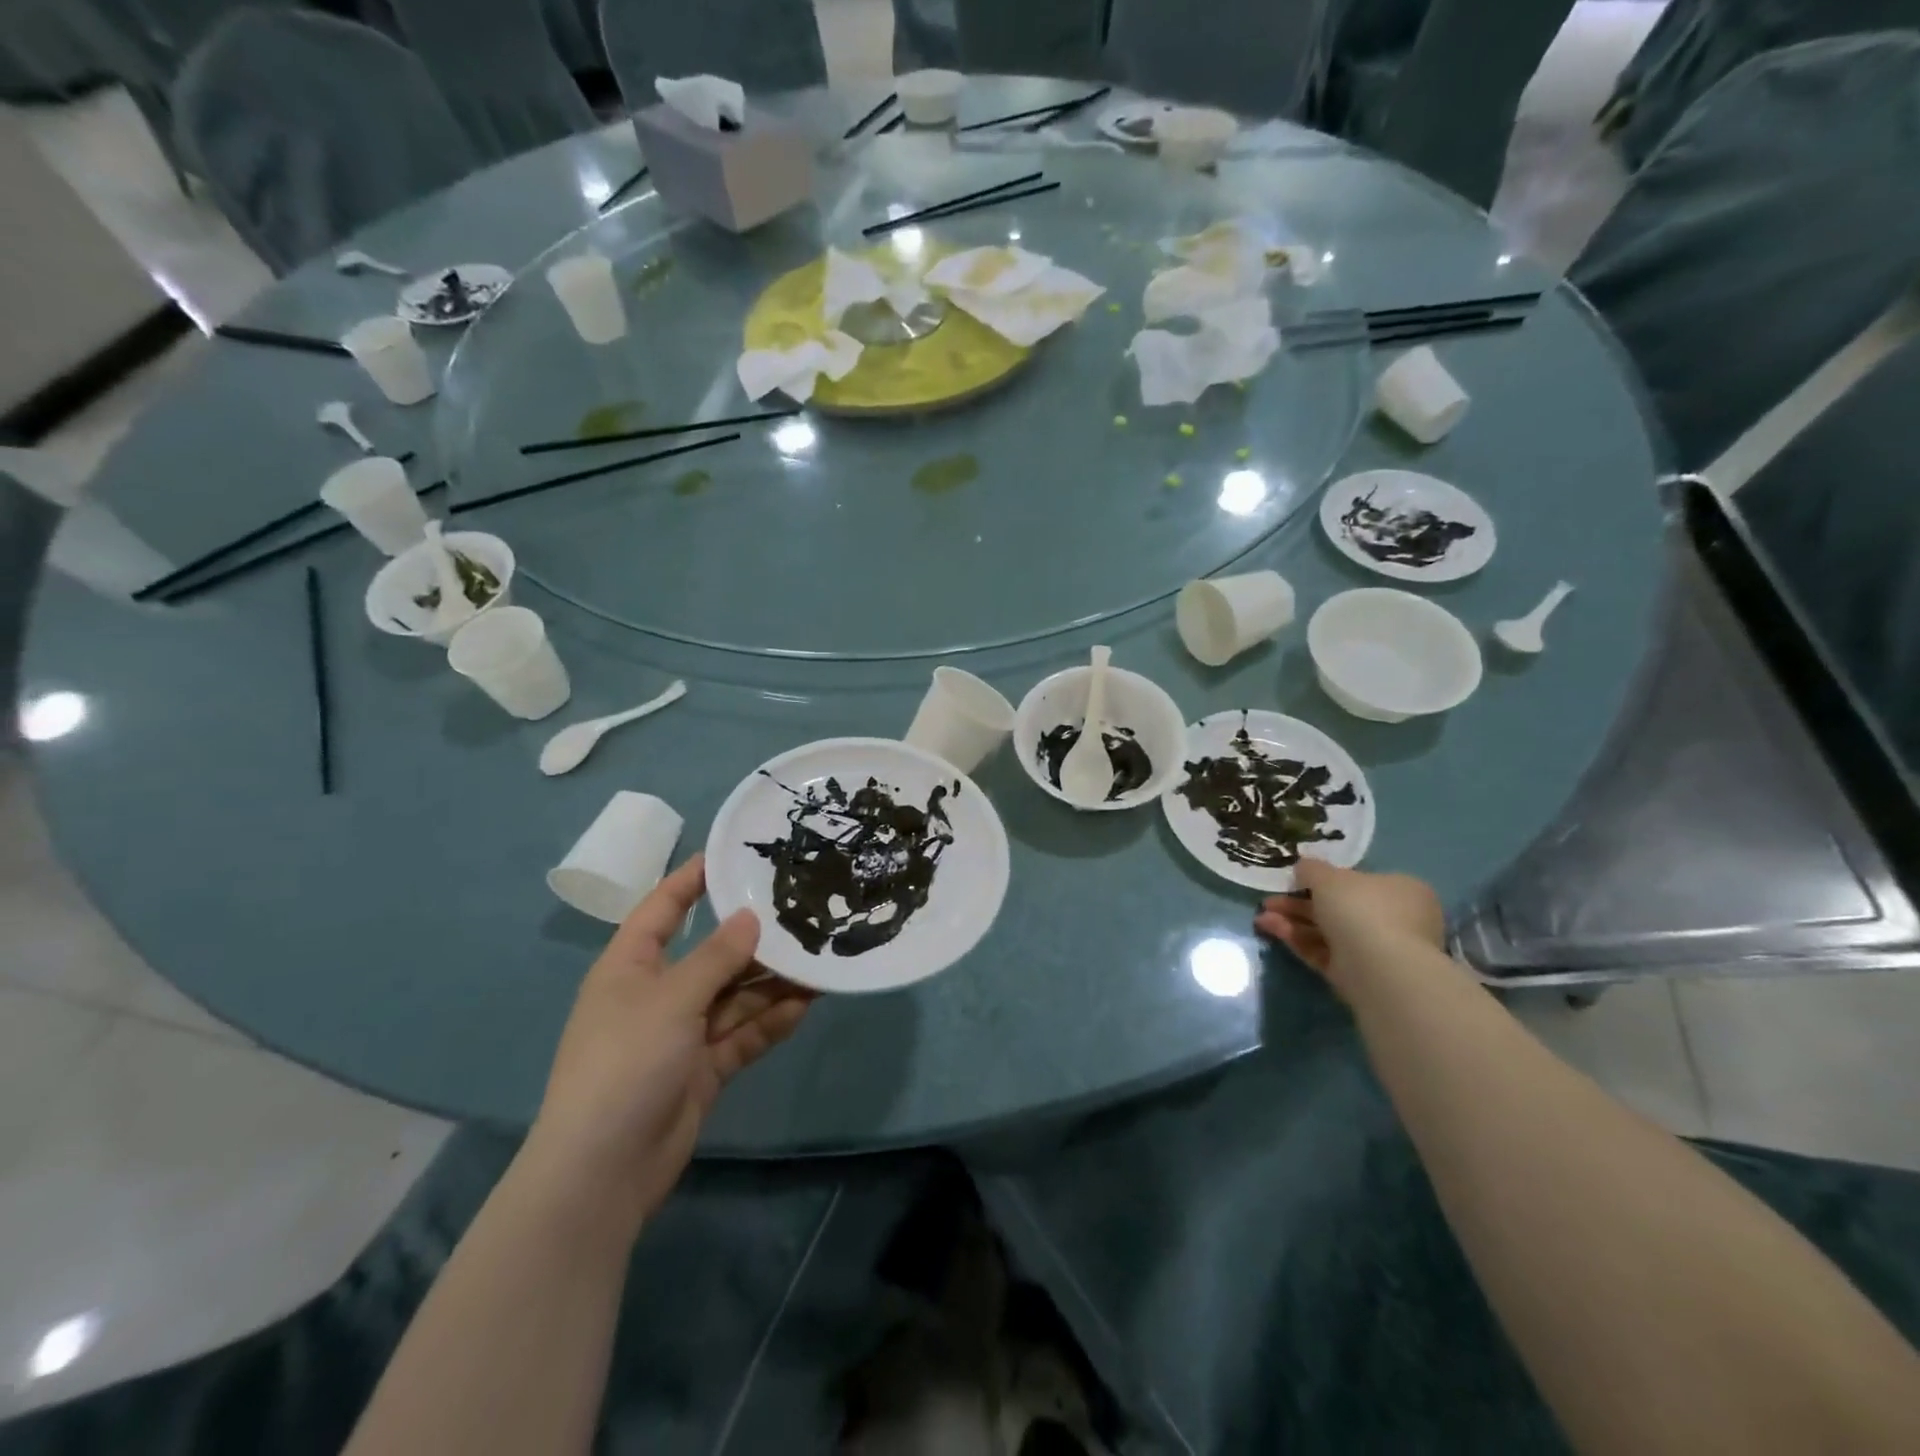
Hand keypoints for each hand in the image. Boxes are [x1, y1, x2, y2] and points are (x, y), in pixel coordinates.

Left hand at [523, 855, 814, 1232]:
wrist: (602, 1172)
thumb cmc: (625, 1064)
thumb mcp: (671, 1000)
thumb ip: (717, 957)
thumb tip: (751, 917)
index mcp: (631, 967)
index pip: (663, 909)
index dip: (692, 880)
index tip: (732, 855)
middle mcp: (658, 994)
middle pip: (712, 955)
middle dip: (754, 940)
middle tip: (802, 913)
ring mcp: (681, 1034)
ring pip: (735, 996)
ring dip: (772, 982)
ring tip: (817, 961)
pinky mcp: (702, 1069)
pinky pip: (742, 1035)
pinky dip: (770, 1022)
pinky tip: (805, 1005)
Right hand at [1254, 858, 1444, 999]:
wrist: (1378, 968)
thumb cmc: (1360, 908)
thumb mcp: (1327, 876)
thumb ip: (1311, 869)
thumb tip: (1303, 868)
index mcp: (1400, 890)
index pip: (1359, 881)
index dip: (1325, 879)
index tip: (1296, 879)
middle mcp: (1394, 919)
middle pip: (1338, 907)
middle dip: (1298, 902)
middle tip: (1270, 900)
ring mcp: (1376, 950)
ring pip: (1327, 931)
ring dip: (1292, 921)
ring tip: (1261, 916)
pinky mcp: (1358, 974)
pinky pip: (1323, 952)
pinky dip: (1297, 940)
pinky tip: (1270, 929)